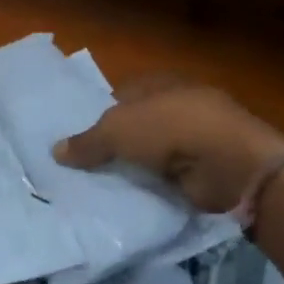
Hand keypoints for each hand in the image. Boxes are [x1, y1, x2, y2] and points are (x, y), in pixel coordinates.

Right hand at [54, 75, 283, 213]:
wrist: (227, 162)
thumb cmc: (169, 128)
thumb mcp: (116, 130)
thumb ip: (86, 142)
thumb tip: (56, 151)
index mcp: (160, 83)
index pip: (122, 95)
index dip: (100, 114)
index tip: (78, 140)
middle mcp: (178, 106)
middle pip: (137, 126)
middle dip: (115, 145)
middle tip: (83, 169)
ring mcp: (195, 138)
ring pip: (152, 154)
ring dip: (135, 168)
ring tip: (100, 188)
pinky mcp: (203, 169)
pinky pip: (167, 178)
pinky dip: (153, 187)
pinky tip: (131, 199)